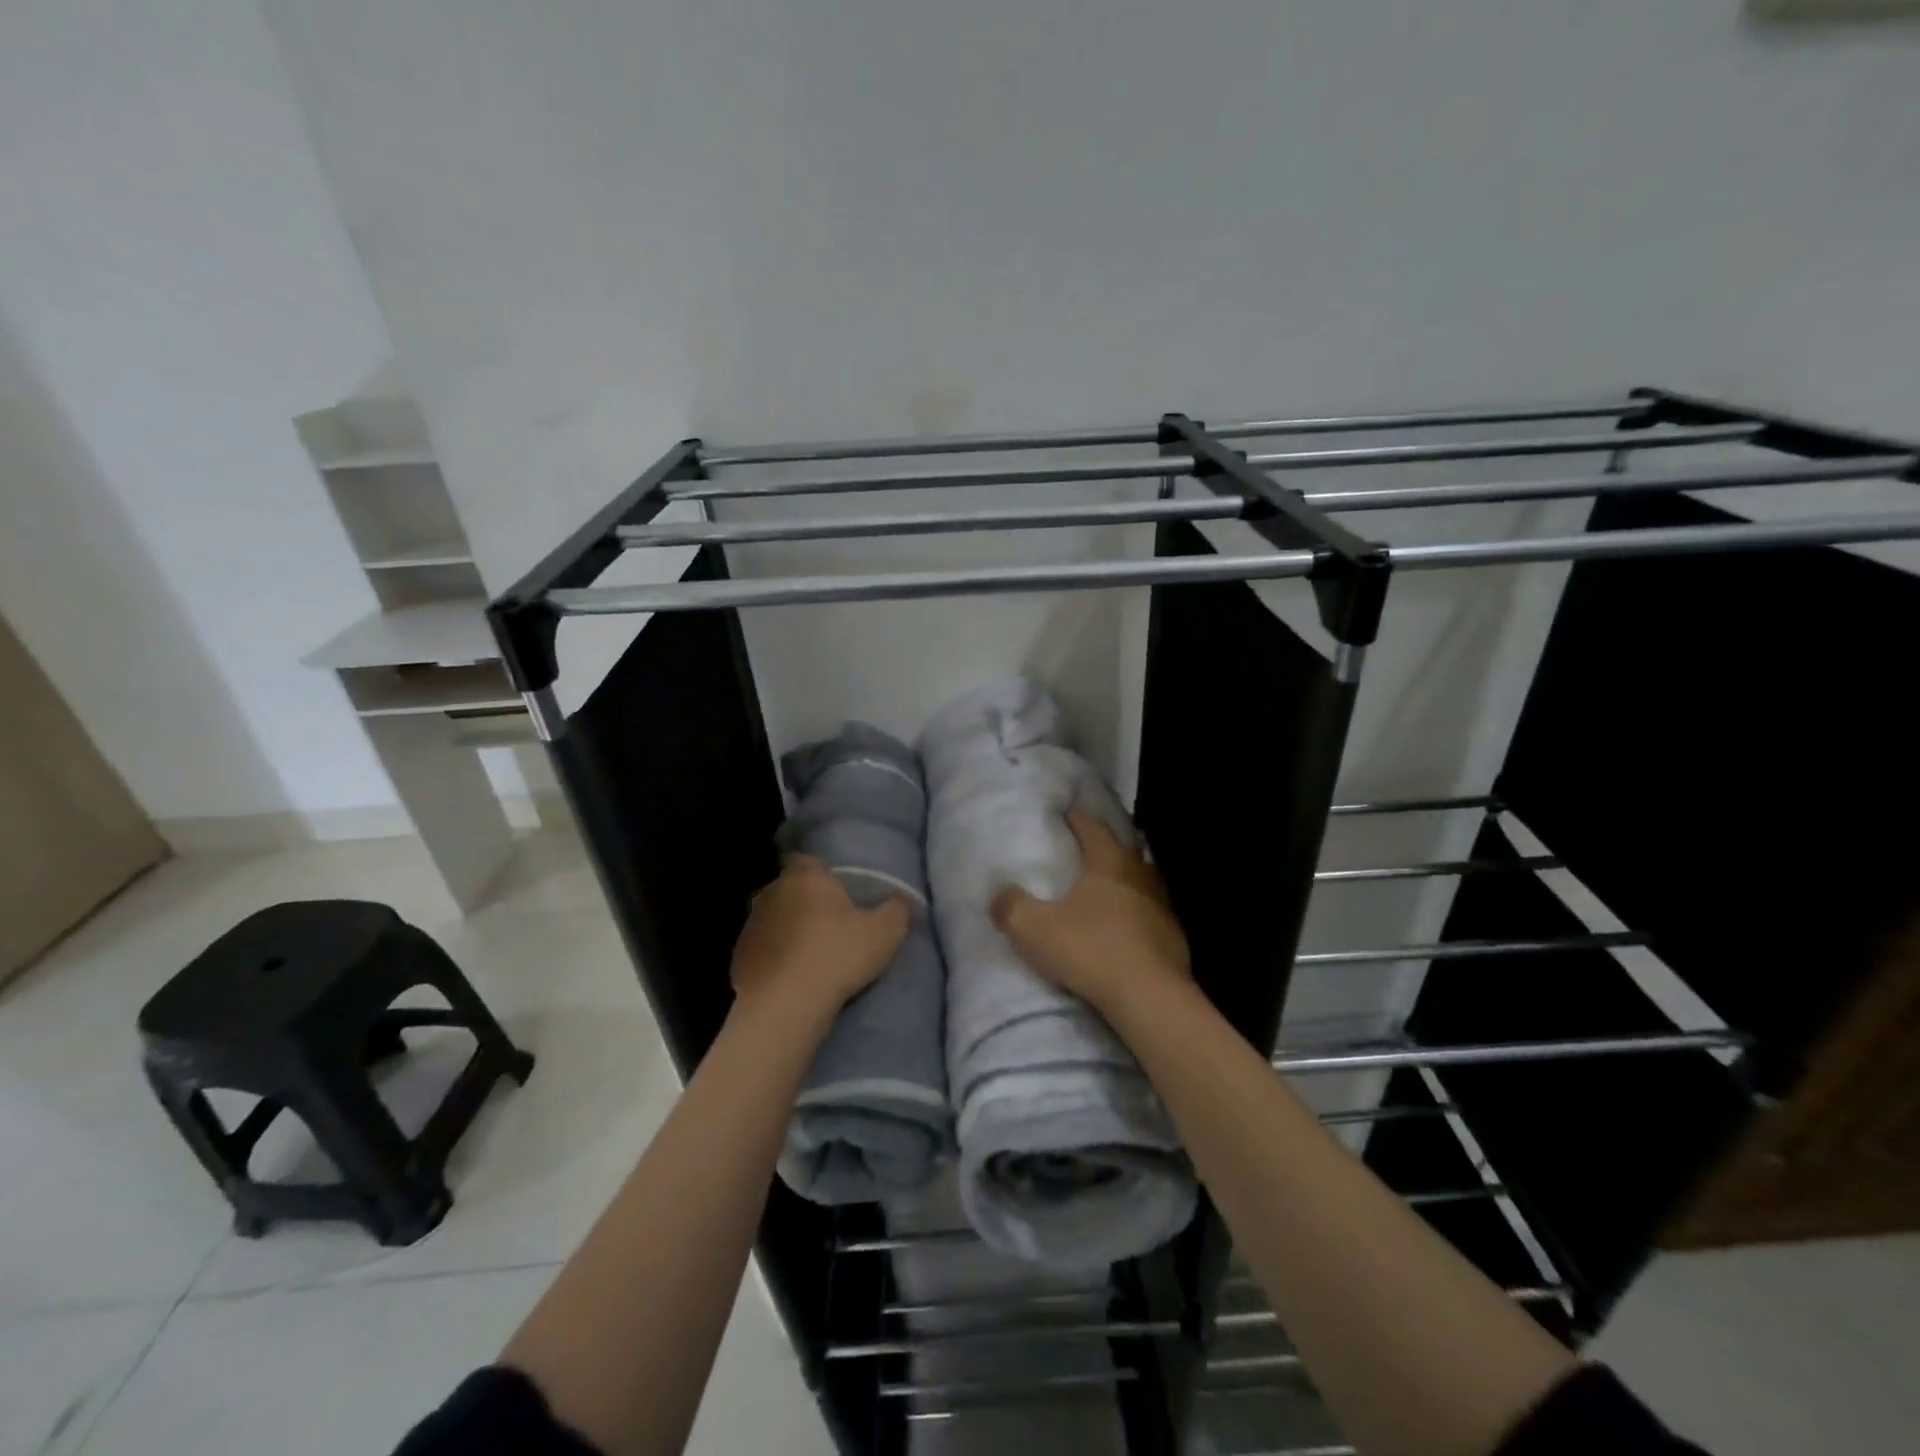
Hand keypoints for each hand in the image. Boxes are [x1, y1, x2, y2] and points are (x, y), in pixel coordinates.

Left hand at [730, 855, 912, 1017]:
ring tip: (812, 956)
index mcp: (805, 876)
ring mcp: (751, 926)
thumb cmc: (836, 955)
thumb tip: (903, 899)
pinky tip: (792, 979)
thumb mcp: (885, 932)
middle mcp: (771, 892)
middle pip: (789, 889)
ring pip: (774, 920)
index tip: (839, 890)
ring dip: (788, 932)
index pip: (807, 859)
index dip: (822, 872)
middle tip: (831, 924)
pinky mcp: (738, 959)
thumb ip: (898, 909)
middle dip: (806, 902)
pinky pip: (763, 952)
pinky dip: (775, 960)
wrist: (784, 1006)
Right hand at [989, 808, 1190, 1012]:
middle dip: (1107, 846)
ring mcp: (1163, 907)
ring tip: (1109, 887)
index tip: (1068, 813)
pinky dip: (1140, 915)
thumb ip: (1011, 907)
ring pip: (1144, 882)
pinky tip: (1128, 928)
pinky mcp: (1174, 938)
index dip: (1078, 820)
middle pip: (1125, 850)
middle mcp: (1140, 876)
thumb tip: (997, 894)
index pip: (1093, 829)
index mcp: (1109, 862)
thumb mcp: (1034, 929)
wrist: (1149, 997)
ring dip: (1127, 880)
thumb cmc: (1090, 950)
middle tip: (1090, 847)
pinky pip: (1153, 915)